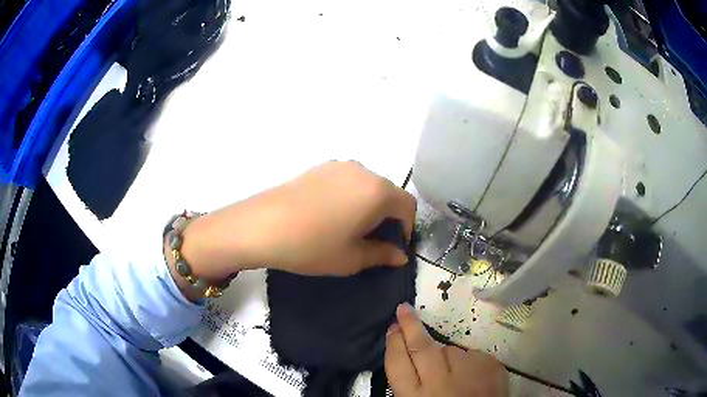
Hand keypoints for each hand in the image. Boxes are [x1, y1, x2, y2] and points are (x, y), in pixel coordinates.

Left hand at [178, 161, 416, 280]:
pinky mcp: (319, 167)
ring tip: (350, 228)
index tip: (395, 246)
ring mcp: (339, 165)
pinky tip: (330, 215)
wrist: (262, 226)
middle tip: (373, 241)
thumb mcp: (352, 258)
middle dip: (388, 217)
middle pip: (388, 193)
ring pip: (367, 186)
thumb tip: (400, 255)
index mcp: (378, 191)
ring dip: (369, 206)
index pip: (408, 206)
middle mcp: (363, 171)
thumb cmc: (313, 246)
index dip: (408, 227)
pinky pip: (347, 181)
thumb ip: (382, 254)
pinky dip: (350, 196)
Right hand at [385, 303, 508, 396]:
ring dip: (449, 358)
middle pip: (421, 347)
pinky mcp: (490, 366)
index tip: (393, 327)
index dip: (393, 344)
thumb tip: (409, 361)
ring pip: (451, 350)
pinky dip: (470, 363)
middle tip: (403, 309)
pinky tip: (474, 379)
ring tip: (455, 376)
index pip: (397, 365)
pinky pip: (473, 355)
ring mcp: (468, 373)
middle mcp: (439, 383)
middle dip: (410, 326)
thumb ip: (413, 387)